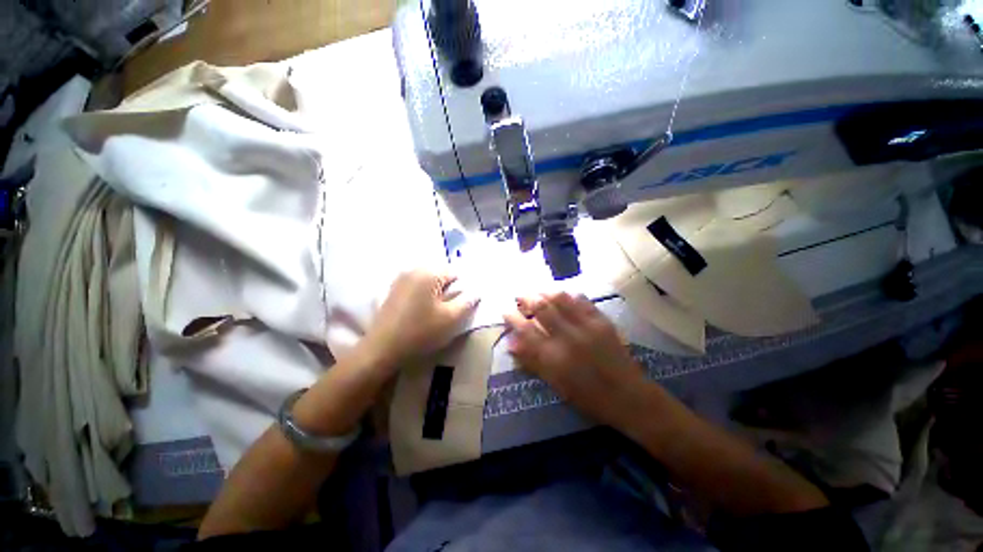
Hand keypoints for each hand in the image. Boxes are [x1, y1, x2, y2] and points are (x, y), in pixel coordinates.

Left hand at [360, 269, 478, 370]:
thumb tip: (476, 291)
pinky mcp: (393, 290)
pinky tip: (421, 311)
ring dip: (436, 292)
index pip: (455, 273)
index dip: (462, 288)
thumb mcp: (451, 319)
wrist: (383, 349)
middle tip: (449, 309)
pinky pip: (415, 286)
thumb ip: (467, 302)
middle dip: (448, 289)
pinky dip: (423, 294)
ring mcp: (400, 279)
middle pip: (440, 275)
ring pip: (428, 281)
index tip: (461, 305)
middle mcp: (413, 270)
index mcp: (429, 273)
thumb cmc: (421, 332)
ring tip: (435, 312)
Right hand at [504, 293, 645, 424]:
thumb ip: (532, 362)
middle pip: (542, 309)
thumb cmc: (588, 396)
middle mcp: (568, 337)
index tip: (506, 310)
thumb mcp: (555, 383)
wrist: (628, 397)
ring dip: (546, 292)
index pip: (526, 330)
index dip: (513, 318)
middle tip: (520, 296)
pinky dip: (570, 295)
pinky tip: (564, 295)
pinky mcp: (602, 321)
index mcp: (554, 357)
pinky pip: (583, 301)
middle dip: (527, 299)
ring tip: (538, 292)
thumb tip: (511, 344)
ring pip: (561, 299)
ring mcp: (587, 326)